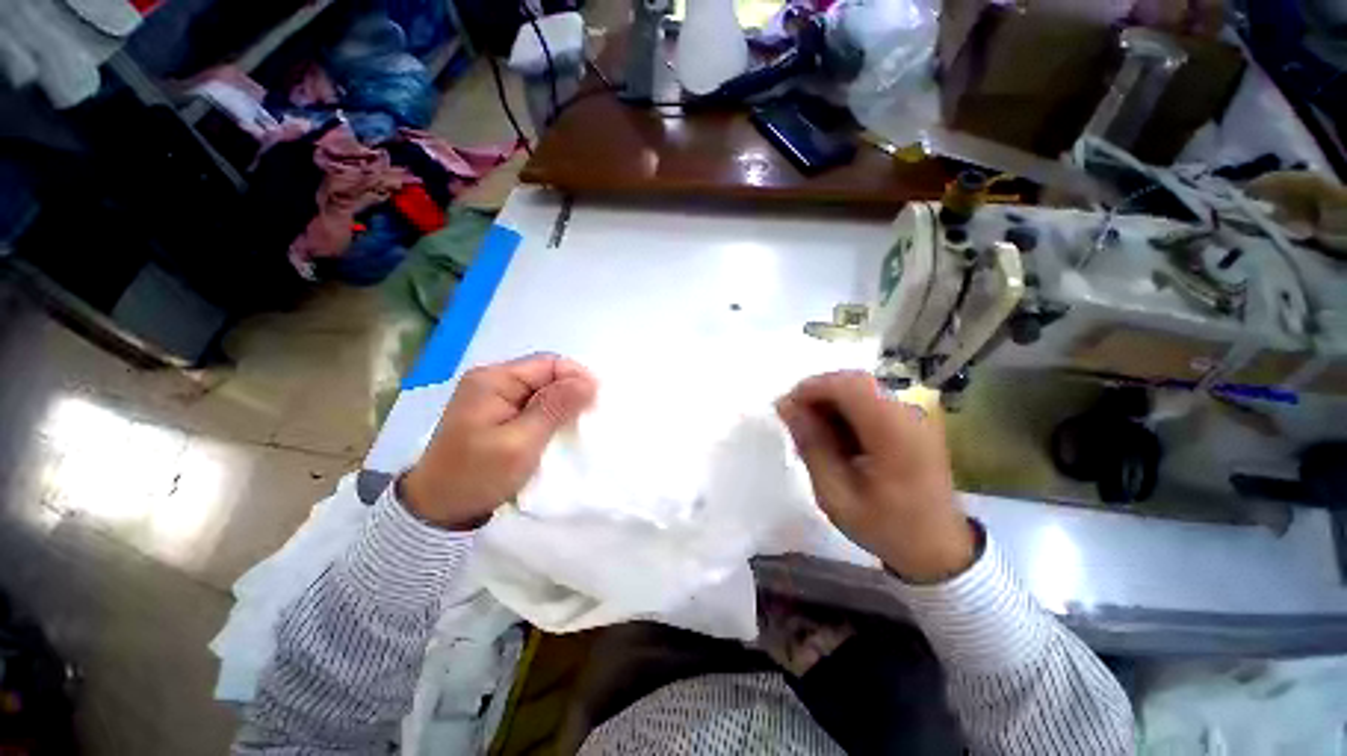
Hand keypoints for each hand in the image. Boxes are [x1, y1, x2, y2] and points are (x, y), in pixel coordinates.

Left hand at [401, 354, 596, 528]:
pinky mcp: (496, 413)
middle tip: (591, 416)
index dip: (576, 377)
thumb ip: (554, 408)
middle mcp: (492, 381)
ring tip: (579, 424)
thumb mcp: (520, 443)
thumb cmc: (476, 476)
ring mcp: (493, 397)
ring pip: (541, 390)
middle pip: (545, 374)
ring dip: (562, 405)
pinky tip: (560, 429)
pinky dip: (550, 415)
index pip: (548, 364)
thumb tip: (589, 381)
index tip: (597, 402)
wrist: (438, 511)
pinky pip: (533, 404)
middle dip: (571, 392)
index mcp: (493, 380)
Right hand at [776, 371, 974, 582]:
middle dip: (817, 395)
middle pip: (853, 382)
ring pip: (860, 389)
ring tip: (814, 435)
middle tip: (796, 423)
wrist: (940, 549)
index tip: (786, 409)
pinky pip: (870, 402)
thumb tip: (786, 406)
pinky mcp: (912, 421)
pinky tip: (837, 439)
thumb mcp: (835, 494)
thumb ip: (811, 445)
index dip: (811, 388)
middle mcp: (908, 413)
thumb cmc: (886, 527)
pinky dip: (846, 412)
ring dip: (830, 404)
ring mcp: (914, 415)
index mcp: (893, 431)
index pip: (847, 385)